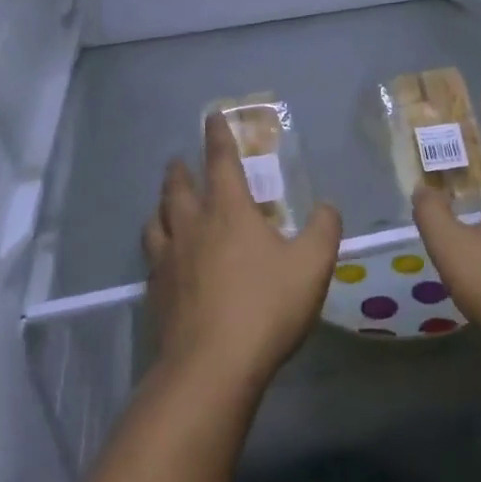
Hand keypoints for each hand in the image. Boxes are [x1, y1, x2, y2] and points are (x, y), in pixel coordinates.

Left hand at [143, 114, 343, 389]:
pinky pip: (152, 257)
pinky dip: (158, 246)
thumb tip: (328, 206)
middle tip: (179, 161)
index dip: (217, 136)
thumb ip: (324, 229)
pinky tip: (164, 259)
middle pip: (178, 188)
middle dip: (180, 169)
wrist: (212, 365)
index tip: (211, 117)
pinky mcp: (155, 292)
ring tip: (165, 205)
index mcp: (228, 212)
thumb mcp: (313, 265)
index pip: (220, 161)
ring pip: (156, 220)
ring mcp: (167, 260)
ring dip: (161, 205)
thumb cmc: (267, 306)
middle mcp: (191, 226)